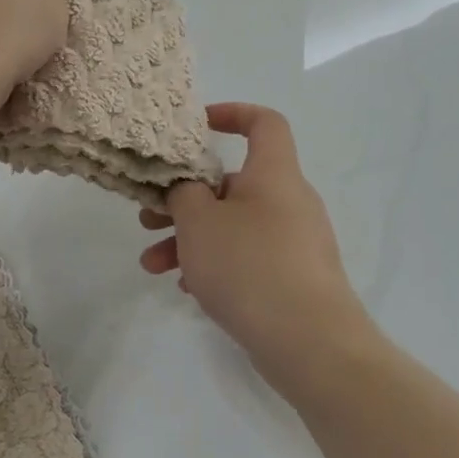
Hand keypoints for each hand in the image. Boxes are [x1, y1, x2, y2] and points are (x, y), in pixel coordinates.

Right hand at [139, 103, 373, 397]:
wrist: (311, 343)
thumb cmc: (250, 266)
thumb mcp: (199, 222)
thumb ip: (183, 193)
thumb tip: (187, 188)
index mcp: (274, 174)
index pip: (264, 123)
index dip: (233, 114)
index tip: (199, 126)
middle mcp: (288, 201)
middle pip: (232, 184)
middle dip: (184, 199)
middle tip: (147, 217)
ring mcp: (294, 242)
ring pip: (233, 226)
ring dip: (190, 239)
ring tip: (152, 265)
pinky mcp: (293, 277)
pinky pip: (247, 257)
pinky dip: (215, 263)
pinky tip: (186, 288)